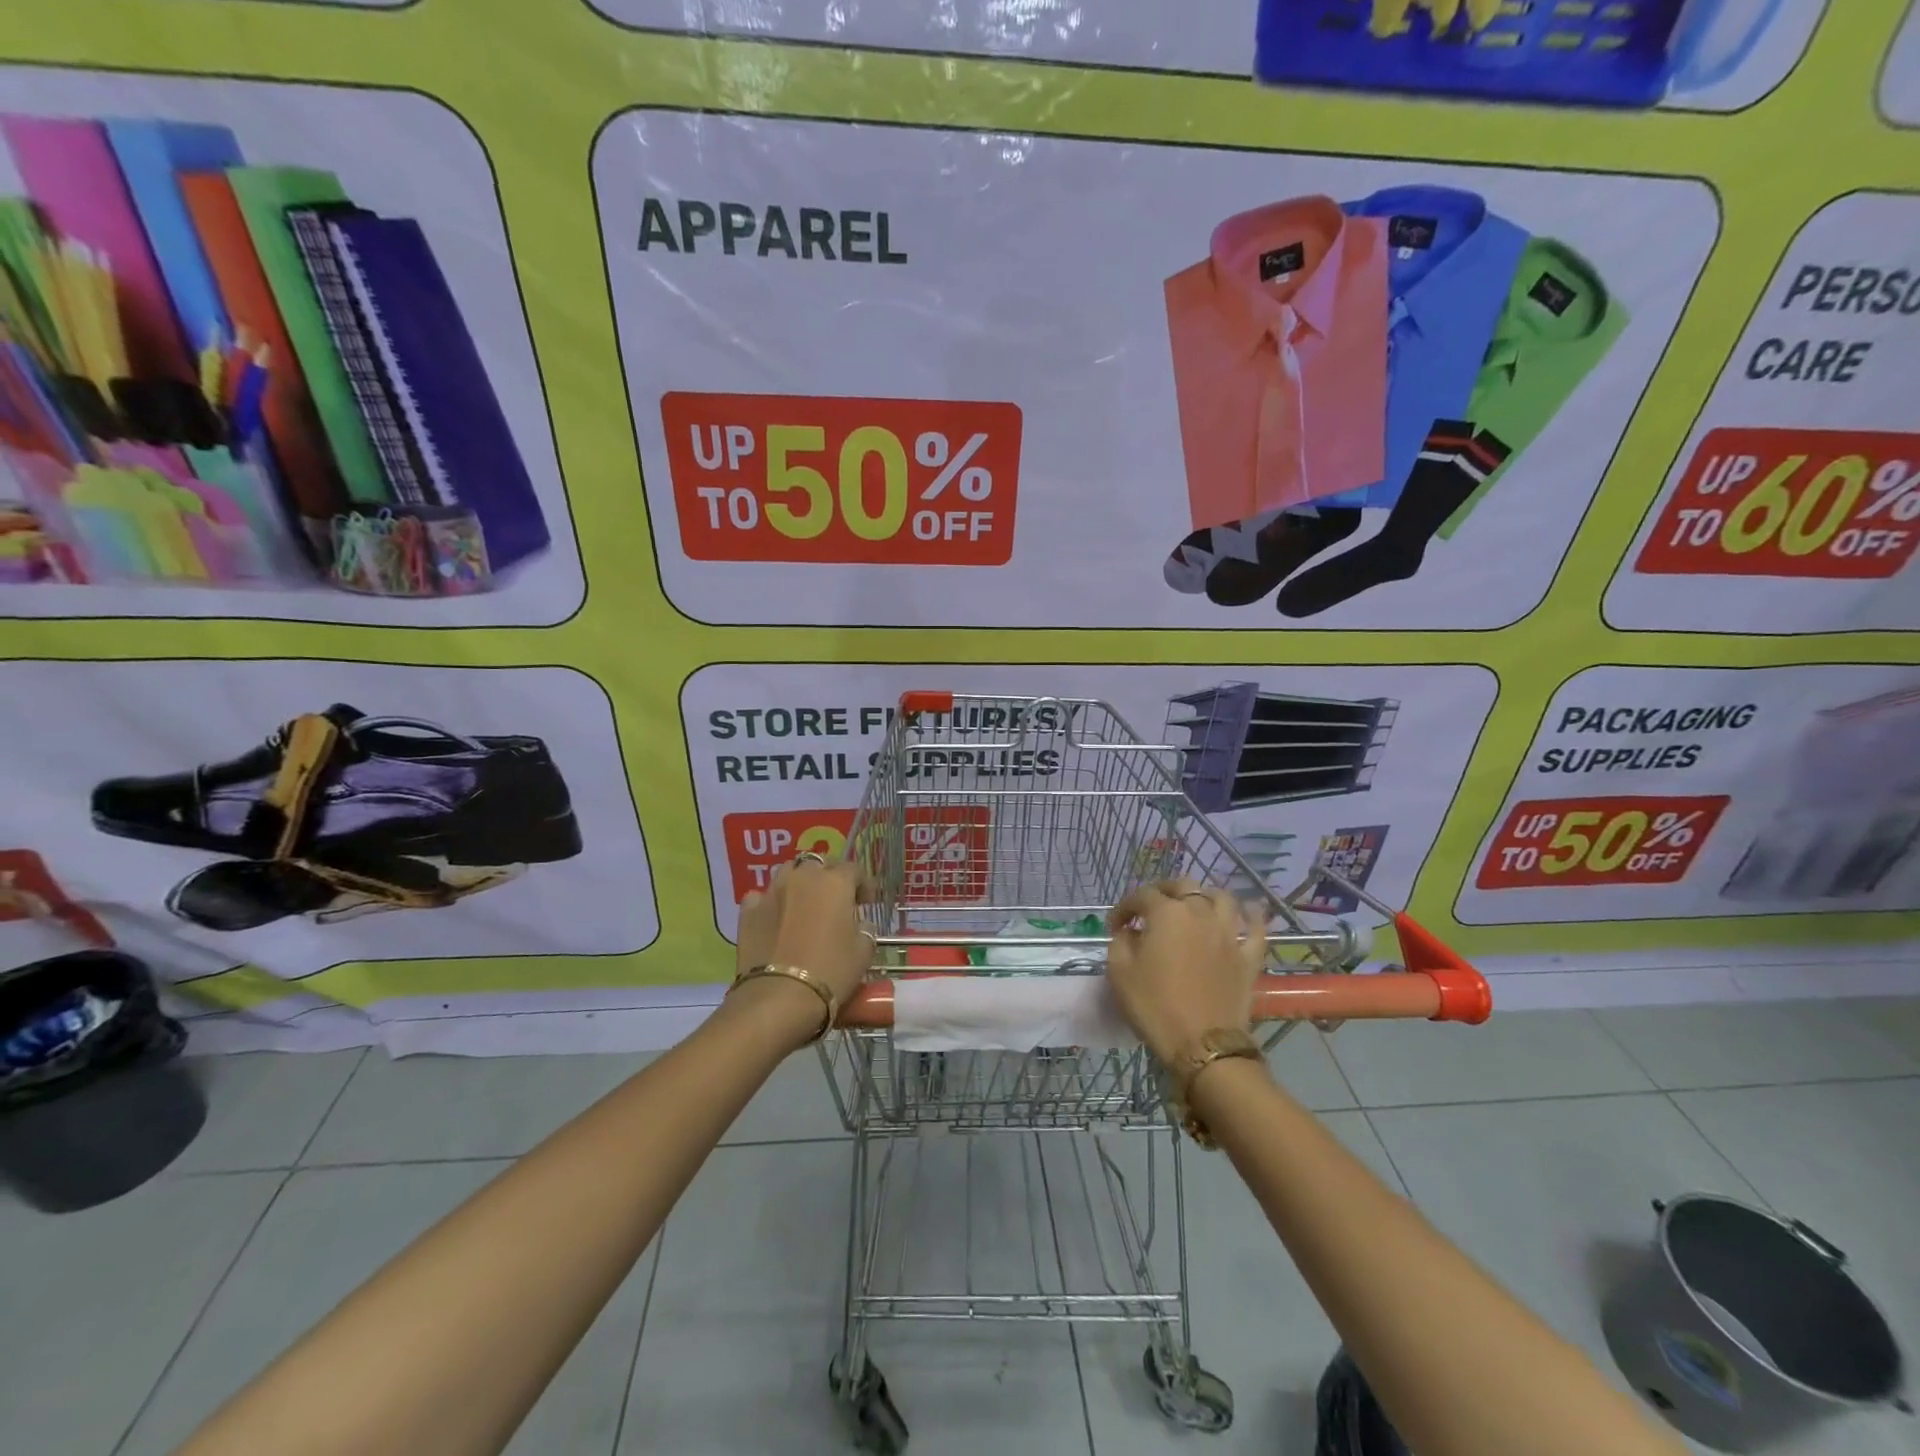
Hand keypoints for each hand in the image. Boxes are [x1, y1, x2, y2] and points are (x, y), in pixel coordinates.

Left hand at [735, 856, 874, 1013]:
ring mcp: (772, 891)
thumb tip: (860, 925)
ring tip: (804, 904)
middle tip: (835, 901)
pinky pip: (761, 896)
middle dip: (829, 877)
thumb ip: (865, 930)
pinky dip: (770, 902)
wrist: (779, 997)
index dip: (863, 884)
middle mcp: (802, 878)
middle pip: (819, 864)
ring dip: (799, 883)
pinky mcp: (748, 911)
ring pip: (788, 872)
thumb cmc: (831, 971)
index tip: (866, 903)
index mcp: (835, 883)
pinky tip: (774, 917)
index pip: (854, 870)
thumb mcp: (863, 952)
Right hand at [1105, 880, 1267, 1064]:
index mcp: (1166, 913)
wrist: (1203, 1044)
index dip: (1124, 908)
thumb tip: (1132, 933)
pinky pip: (1256, 927)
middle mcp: (1199, 913)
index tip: (1115, 927)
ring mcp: (1228, 933)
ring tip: (1195, 906)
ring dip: (1205, 896)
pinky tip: (1250, 910)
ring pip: (1222, 898)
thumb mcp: (1120, 972)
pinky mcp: (1248, 956)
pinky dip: (1253, 914)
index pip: (1141, 896)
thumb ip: (1121, 942)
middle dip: (1163, 891)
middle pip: (1183, 886)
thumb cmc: (1155, 1006)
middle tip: (1151, 909)